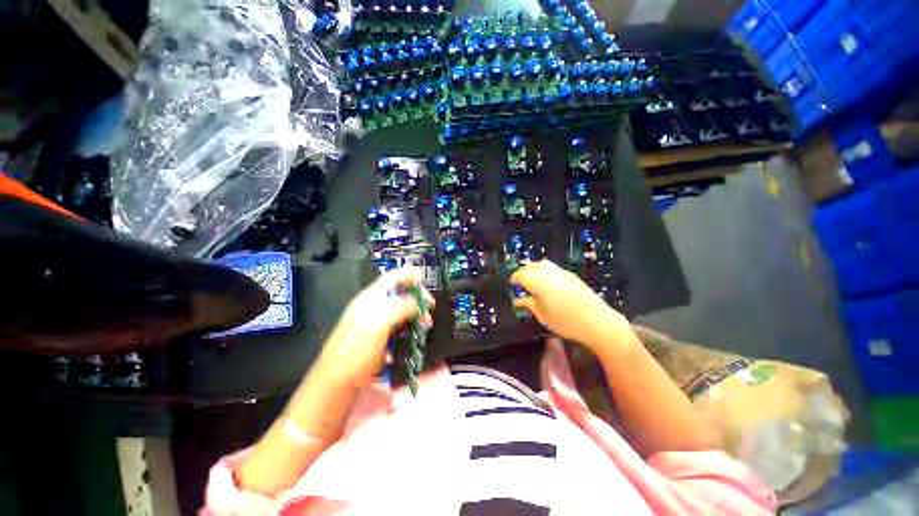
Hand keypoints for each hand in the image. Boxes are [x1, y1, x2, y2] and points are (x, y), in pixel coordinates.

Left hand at [320, 267, 433, 384]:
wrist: (337, 382)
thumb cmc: (356, 351)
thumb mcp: (378, 325)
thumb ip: (399, 308)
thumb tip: (416, 301)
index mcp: (371, 298)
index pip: (392, 277)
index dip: (409, 274)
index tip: (425, 277)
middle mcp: (373, 305)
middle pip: (400, 292)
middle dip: (417, 296)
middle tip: (431, 306)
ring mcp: (375, 321)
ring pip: (401, 308)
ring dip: (415, 312)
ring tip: (426, 323)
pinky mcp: (379, 335)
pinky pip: (398, 324)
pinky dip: (409, 325)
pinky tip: (414, 334)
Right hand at [510, 260, 626, 351]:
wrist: (598, 321)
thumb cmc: (566, 322)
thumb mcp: (543, 315)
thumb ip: (529, 304)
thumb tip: (517, 300)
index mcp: (539, 283)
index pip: (521, 275)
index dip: (514, 279)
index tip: (512, 286)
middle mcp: (548, 273)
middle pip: (530, 267)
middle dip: (523, 273)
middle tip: (520, 283)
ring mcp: (561, 272)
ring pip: (541, 264)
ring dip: (533, 269)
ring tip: (532, 280)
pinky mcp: (570, 274)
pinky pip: (552, 267)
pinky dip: (544, 270)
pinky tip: (546, 281)